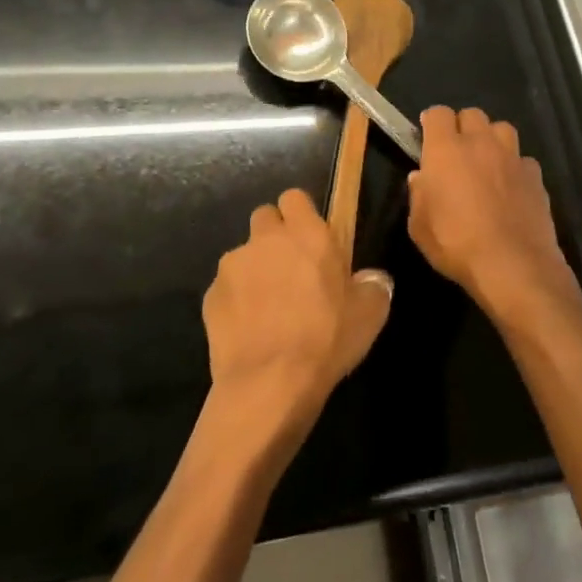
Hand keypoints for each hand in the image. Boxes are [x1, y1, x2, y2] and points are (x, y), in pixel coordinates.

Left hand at [203, 189, 393, 445]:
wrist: (269, 384)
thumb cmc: (325, 340)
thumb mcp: (369, 314)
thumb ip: (372, 285)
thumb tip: (371, 278)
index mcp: (306, 233)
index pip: (294, 197)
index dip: (301, 214)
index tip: (310, 239)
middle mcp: (265, 239)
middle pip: (265, 218)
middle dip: (275, 237)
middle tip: (291, 270)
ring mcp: (232, 266)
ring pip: (243, 255)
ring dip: (255, 270)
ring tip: (268, 308)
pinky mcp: (209, 296)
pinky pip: (226, 288)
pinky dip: (235, 301)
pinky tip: (249, 330)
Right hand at [407, 107, 581, 323]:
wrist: (513, 265)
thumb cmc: (456, 244)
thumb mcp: (419, 227)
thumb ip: (418, 196)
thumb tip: (420, 178)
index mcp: (446, 150)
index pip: (438, 113)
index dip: (432, 122)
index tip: (427, 136)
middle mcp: (480, 143)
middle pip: (472, 114)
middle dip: (462, 127)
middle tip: (457, 152)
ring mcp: (512, 157)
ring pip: (502, 129)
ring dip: (492, 140)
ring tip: (487, 163)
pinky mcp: (536, 176)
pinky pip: (523, 160)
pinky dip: (515, 167)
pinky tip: (511, 188)